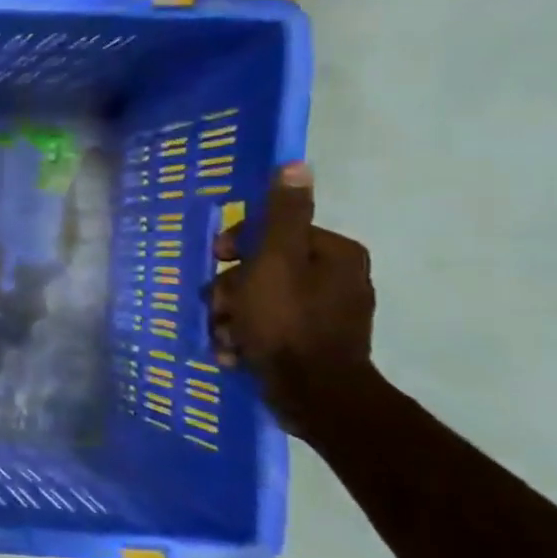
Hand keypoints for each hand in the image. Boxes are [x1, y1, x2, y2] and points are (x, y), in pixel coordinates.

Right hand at [208, 163, 375, 429]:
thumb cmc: (287, 320)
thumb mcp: (276, 260)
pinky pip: (268, 328)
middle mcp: (338, 279)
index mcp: (335, 254)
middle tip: (218, 308)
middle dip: (231, 290)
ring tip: (225, 336)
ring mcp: (326, 314)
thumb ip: (283, 215)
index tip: (218, 262)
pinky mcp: (313, 343)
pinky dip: (246, 337)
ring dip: (231, 316)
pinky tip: (236, 351)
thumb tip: (296, 164)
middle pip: (262, 269)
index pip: (274, 233)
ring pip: (259, 301)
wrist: (313, 393)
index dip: (238, 246)